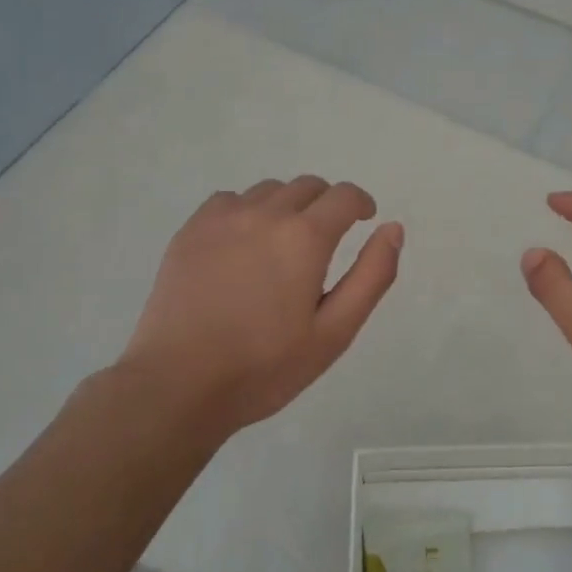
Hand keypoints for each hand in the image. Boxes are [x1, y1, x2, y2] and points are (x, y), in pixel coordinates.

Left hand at [119, 176, 402, 435]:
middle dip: (326, 205)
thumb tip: (393, 228)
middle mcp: (266, 213)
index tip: (364, 220)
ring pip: (269, 191)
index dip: (361, 203)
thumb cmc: (265, 366)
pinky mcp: (191, 230)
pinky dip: (247, 212)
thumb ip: (371, 276)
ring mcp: (223, 218)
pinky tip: (241, 246)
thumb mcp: (335, 332)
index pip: (344, 196)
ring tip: (281, 246)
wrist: (178, 385)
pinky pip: (229, 200)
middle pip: (308, 186)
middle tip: (325, 241)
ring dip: (286, 207)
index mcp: (305, 237)